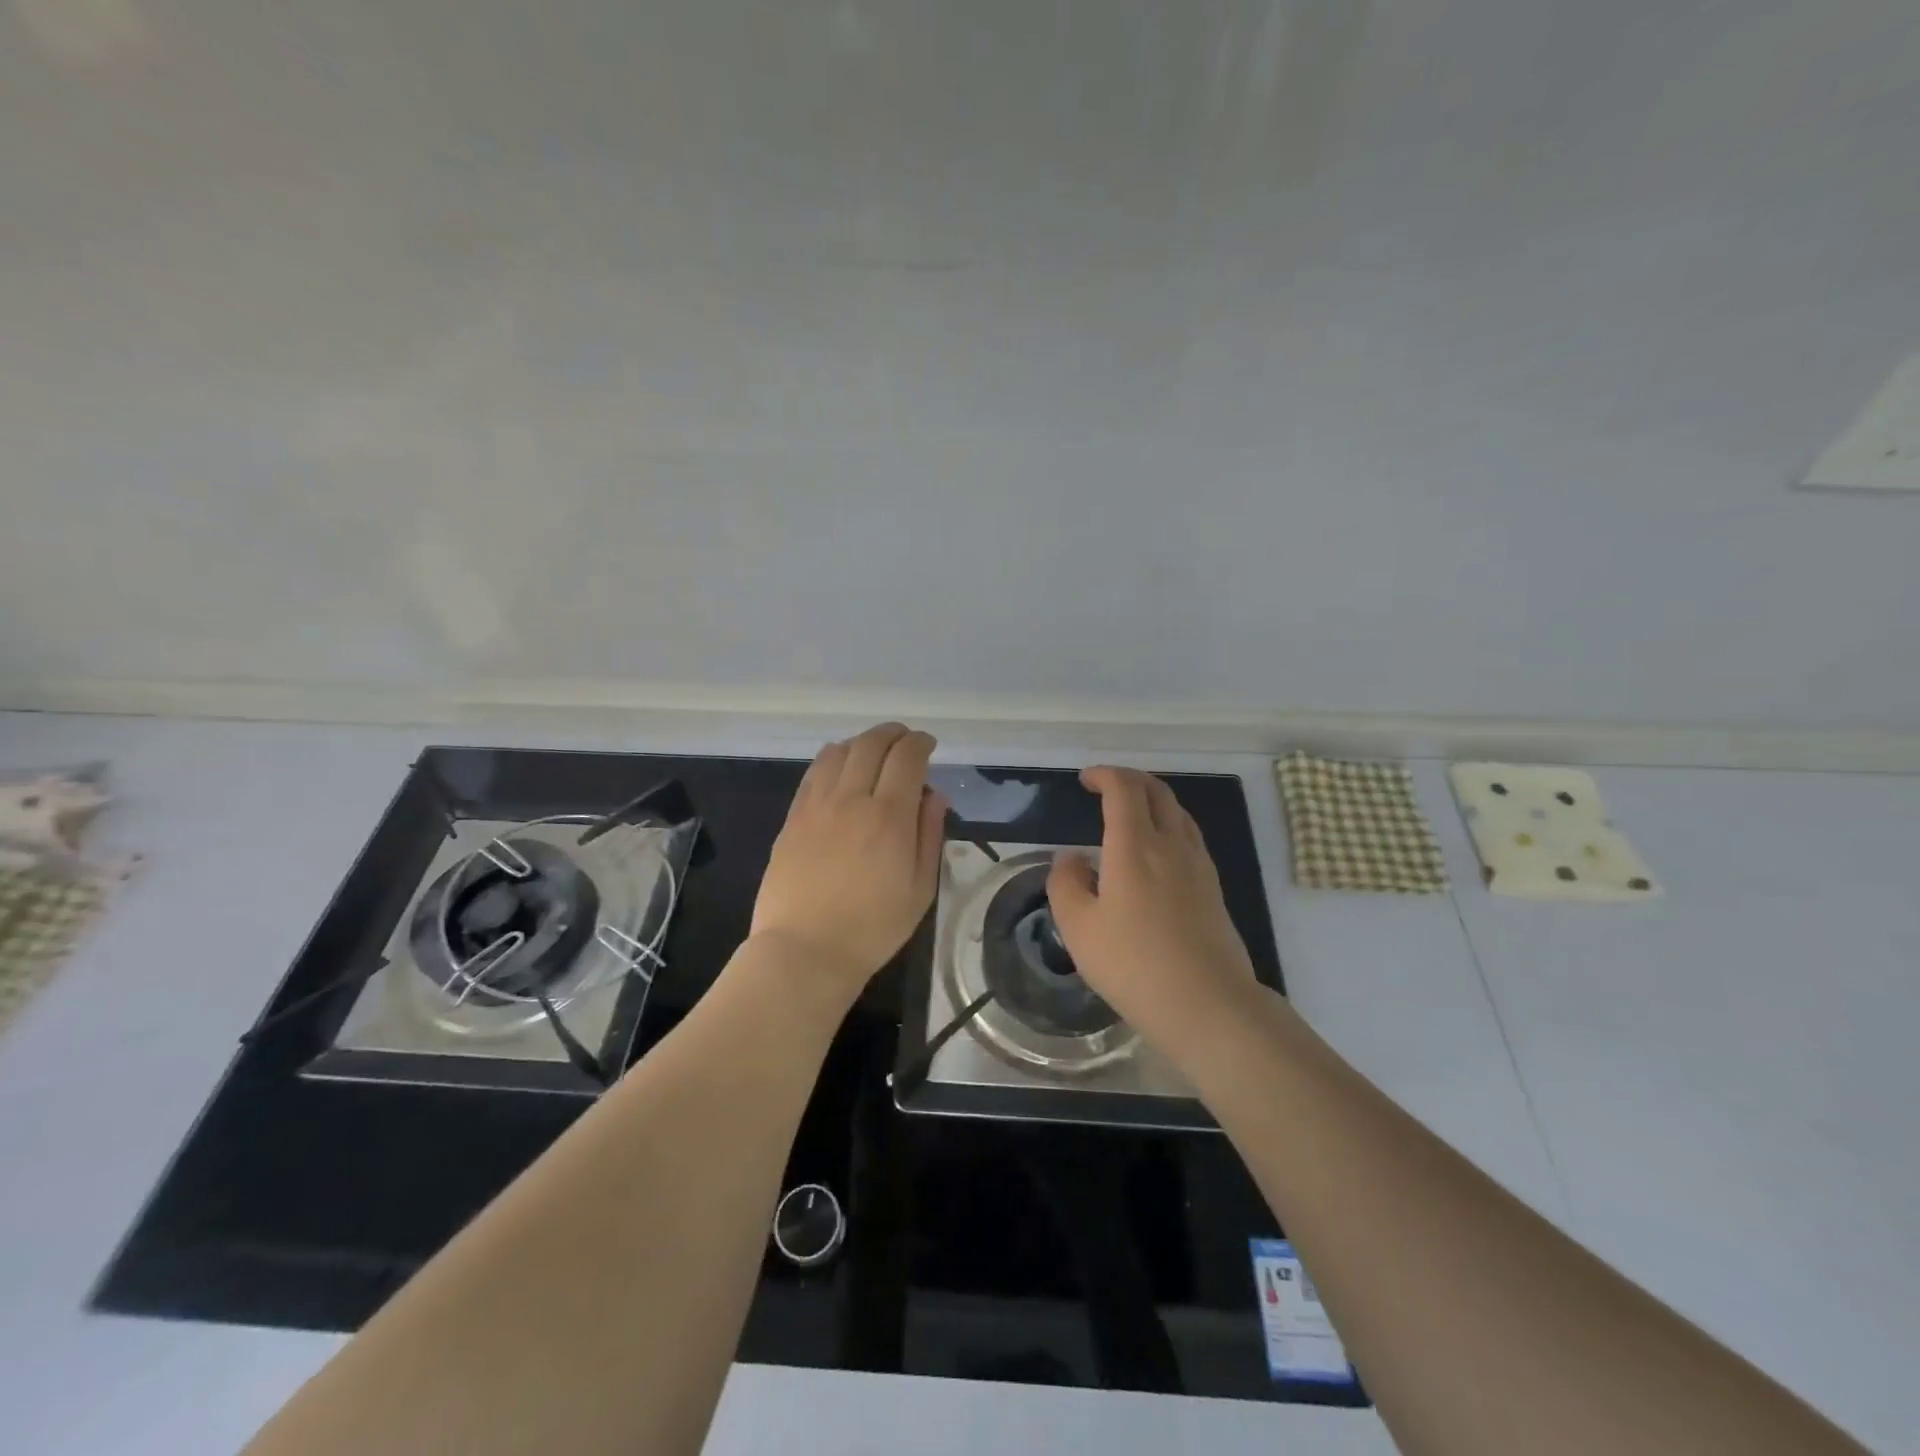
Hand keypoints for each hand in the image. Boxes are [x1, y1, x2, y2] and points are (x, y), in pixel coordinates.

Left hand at [749, 723, 947, 1005]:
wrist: (805, 951)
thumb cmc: (873, 928)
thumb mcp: (920, 888)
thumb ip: (929, 834)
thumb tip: (934, 795)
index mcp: (889, 816)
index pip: (907, 757)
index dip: (920, 743)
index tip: (928, 745)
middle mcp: (851, 799)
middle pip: (871, 744)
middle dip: (893, 734)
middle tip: (905, 740)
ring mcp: (816, 805)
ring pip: (839, 751)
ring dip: (862, 742)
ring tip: (873, 753)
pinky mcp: (793, 817)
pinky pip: (813, 772)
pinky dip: (833, 758)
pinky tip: (841, 769)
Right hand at [1047, 766, 1257, 1045]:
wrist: (1206, 1003)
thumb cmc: (1133, 964)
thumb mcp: (1078, 927)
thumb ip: (1066, 883)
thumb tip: (1072, 858)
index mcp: (1134, 846)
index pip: (1124, 789)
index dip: (1104, 775)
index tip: (1086, 779)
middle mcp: (1171, 845)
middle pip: (1157, 792)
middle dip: (1130, 779)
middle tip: (1107, 786)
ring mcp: (1198, 865)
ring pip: (1178, 813)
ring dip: (1153, 800)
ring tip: (1132, 812)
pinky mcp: (1213, 888)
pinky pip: (1190, 837)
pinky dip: (1169, 825)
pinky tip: (1158, 851)